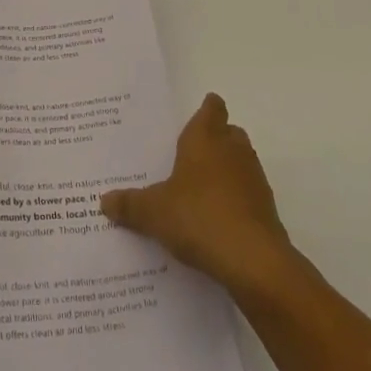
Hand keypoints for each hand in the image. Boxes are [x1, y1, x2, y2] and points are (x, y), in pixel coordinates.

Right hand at [101, 93, 292, 293]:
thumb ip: (130, 204)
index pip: (212, 108)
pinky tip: (215, 221)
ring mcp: (254, 179)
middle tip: (188, 155)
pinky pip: (247, 194)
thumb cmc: (198, 217)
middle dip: (214, 140)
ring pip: (240, 162)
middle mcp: (233, 150)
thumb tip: (104, 201)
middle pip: (228, 133)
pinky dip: (234, 200)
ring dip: (225, 171)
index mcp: (205, 138)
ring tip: (198, 191)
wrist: (253, 261)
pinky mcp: (266, 209)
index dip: (206, 110)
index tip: (195, 117)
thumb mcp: (153, 212)